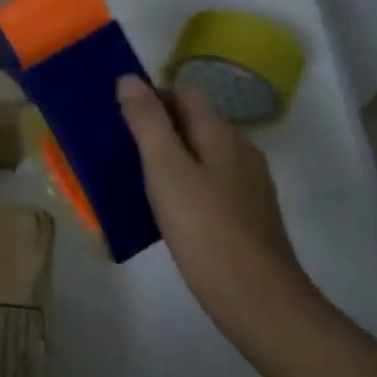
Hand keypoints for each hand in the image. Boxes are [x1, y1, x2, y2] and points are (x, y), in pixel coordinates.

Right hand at [116, 74, 316, 338]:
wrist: (256, 297)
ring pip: (204, 154)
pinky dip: (187, 183)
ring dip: (172, 156)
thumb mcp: (165, 169)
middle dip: (160, 125)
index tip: (120, 113)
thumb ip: (147, 122)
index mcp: (221, 134)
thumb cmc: (204, 226)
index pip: (186, 93)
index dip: (153, 94)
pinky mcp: (249, 216)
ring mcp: (249, 186)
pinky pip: (211, 183)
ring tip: (137, 176)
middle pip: (197, 122)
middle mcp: (241, 151)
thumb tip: (130, 79)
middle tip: (120, 144)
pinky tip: (168, 209)